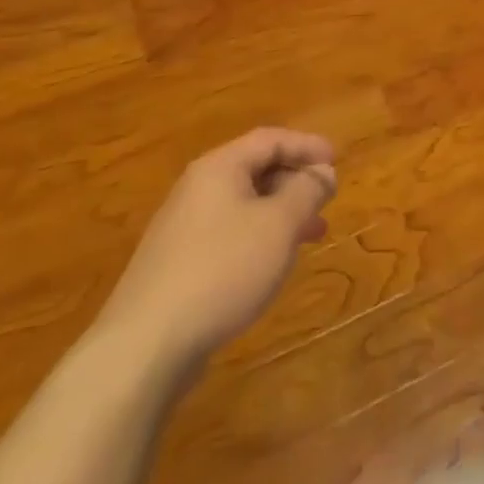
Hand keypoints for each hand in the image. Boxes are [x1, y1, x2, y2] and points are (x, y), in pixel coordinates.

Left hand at [99, 128, 336, 359]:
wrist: (147, 343)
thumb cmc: (223, 270)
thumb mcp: (279, 225)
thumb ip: (306, 191)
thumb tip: (323, 171)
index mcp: (219, 168)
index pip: (270, 139)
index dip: (306, 145)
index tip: (336, 161)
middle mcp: (197, 188)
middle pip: (254, 168)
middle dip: (295, 180)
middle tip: (327, 198)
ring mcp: (183, 226)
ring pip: (244, 204)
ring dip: (282, 212)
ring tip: (313, 233)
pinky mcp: (178, 262)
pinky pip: (229, 233)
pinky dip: (260, 236)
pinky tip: (273, 263)